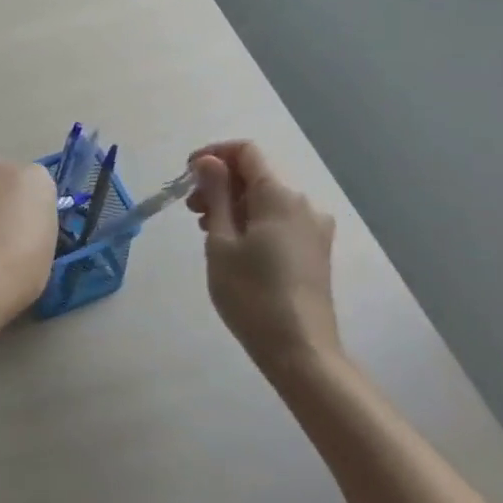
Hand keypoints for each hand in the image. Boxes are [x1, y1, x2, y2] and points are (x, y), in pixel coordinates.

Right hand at [188, 141, 340, 374]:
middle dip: (220, 183)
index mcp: (280, 196)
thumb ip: (216, 194)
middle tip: (191, 210)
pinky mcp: (315, 250)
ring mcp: (314, 228)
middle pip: (256, 175)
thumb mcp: (221, 241)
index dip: (214, 154)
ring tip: (207, 231)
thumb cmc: (252, 294)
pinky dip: (252, 221)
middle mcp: (303, 204)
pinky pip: (279, 219)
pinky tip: (233, 246)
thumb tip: (208, 160)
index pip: (246, 152)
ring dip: (234, 204)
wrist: (300, 350)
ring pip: (266, 199)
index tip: (187, 175)